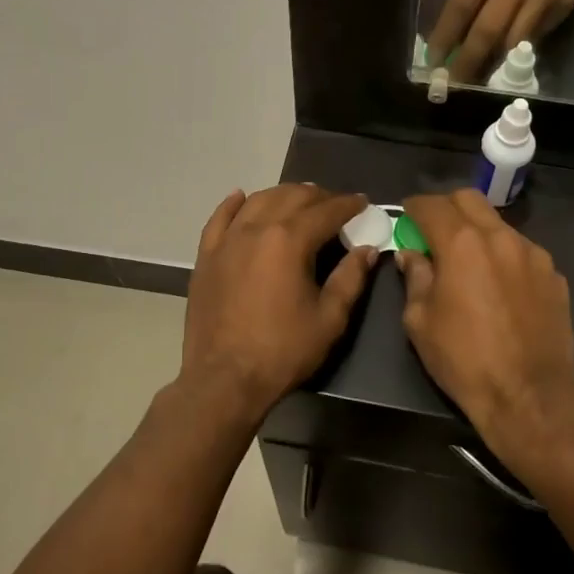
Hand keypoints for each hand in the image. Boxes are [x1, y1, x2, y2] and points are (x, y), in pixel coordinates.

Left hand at [180, 185, 379, 418]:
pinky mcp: (206, 256)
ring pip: (257, 201)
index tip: (363, 202)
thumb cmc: (283, 350)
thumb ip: (350, 278)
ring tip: (299, 199)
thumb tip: (367, 249)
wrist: (224, 379)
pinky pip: (219, 219)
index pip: (326, 211)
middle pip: (291, 197)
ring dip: (282, 194)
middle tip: (335, 204)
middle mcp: (256, 229)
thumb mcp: (329, 318)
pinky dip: (233, 204)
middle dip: (318, 196)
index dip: (348, 204)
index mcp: (289, 240)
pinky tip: (241, 197)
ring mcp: (227, 241)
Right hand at [395, 190, 573, 465]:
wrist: (530, 396)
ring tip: (469, 264)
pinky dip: (504, 257)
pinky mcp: (554, 276)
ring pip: (499, 225)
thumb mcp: (420, 321)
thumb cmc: (464, 360)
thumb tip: (412, 255)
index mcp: (462, 244)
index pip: (432, 205)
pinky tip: (500, 288)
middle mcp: (501, 237)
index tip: (405, 216)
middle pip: (469, 199)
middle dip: (447, 208)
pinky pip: (522, 252)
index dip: (413, 207)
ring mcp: (533, 255)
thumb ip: (415, 277)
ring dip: (478, 232)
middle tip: (434, 232)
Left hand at [427, 0, 573, 82]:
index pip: (463, 3)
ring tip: (476, 80)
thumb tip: (445, 37)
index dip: (446, 36)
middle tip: (454, 83)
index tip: (433, 61)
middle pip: (490, 27)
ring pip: (515, 39)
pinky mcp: (565, 2)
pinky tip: (504, 61)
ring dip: (492, 64)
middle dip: (468, 60)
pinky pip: (535, 37)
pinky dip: (516, 52)